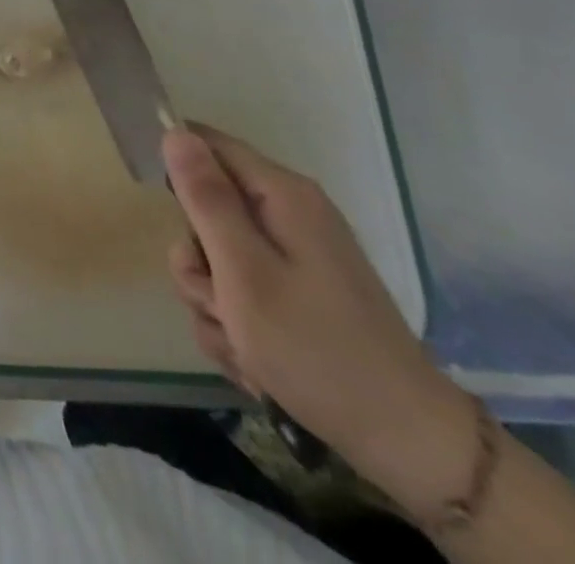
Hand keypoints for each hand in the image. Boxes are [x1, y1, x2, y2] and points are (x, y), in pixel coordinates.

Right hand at [163, 124, 478, 516]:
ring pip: (215, 257)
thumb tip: (174, 133)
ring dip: (212, 301)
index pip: (205, 144)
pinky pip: (238, 290)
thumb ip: (205, 198)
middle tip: (218, 302)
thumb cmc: (314, 348)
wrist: (403, 441)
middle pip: (205, 209)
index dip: (176, 170)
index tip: (171, 219)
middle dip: (197, 260)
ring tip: (241, 342)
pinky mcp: (296, 292)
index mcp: (281, 195)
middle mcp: (288, 214)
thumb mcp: (243, 271)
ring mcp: (294, 255)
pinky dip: (235, 324)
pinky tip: (254, 359)